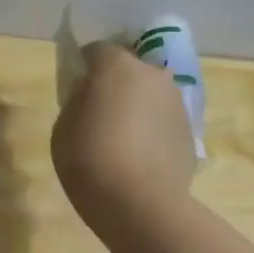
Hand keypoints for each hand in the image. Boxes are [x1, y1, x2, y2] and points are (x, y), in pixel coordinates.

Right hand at [51, 42, 196, 237]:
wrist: (139, 203)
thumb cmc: (89, 158)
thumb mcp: (63, 125)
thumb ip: (78, 99)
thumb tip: (91, 93)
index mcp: (117, 67)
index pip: (98, 49)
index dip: (84, 64)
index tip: (75, 85)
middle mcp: (153, 75)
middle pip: (130, 69)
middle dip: (115, 83)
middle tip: (98, 111)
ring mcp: (177, 104)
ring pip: (151, 94)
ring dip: (137, 107)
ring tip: (120, 138)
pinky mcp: (190, 132)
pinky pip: (163, 121)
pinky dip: (152, 130)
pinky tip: (138, 157)